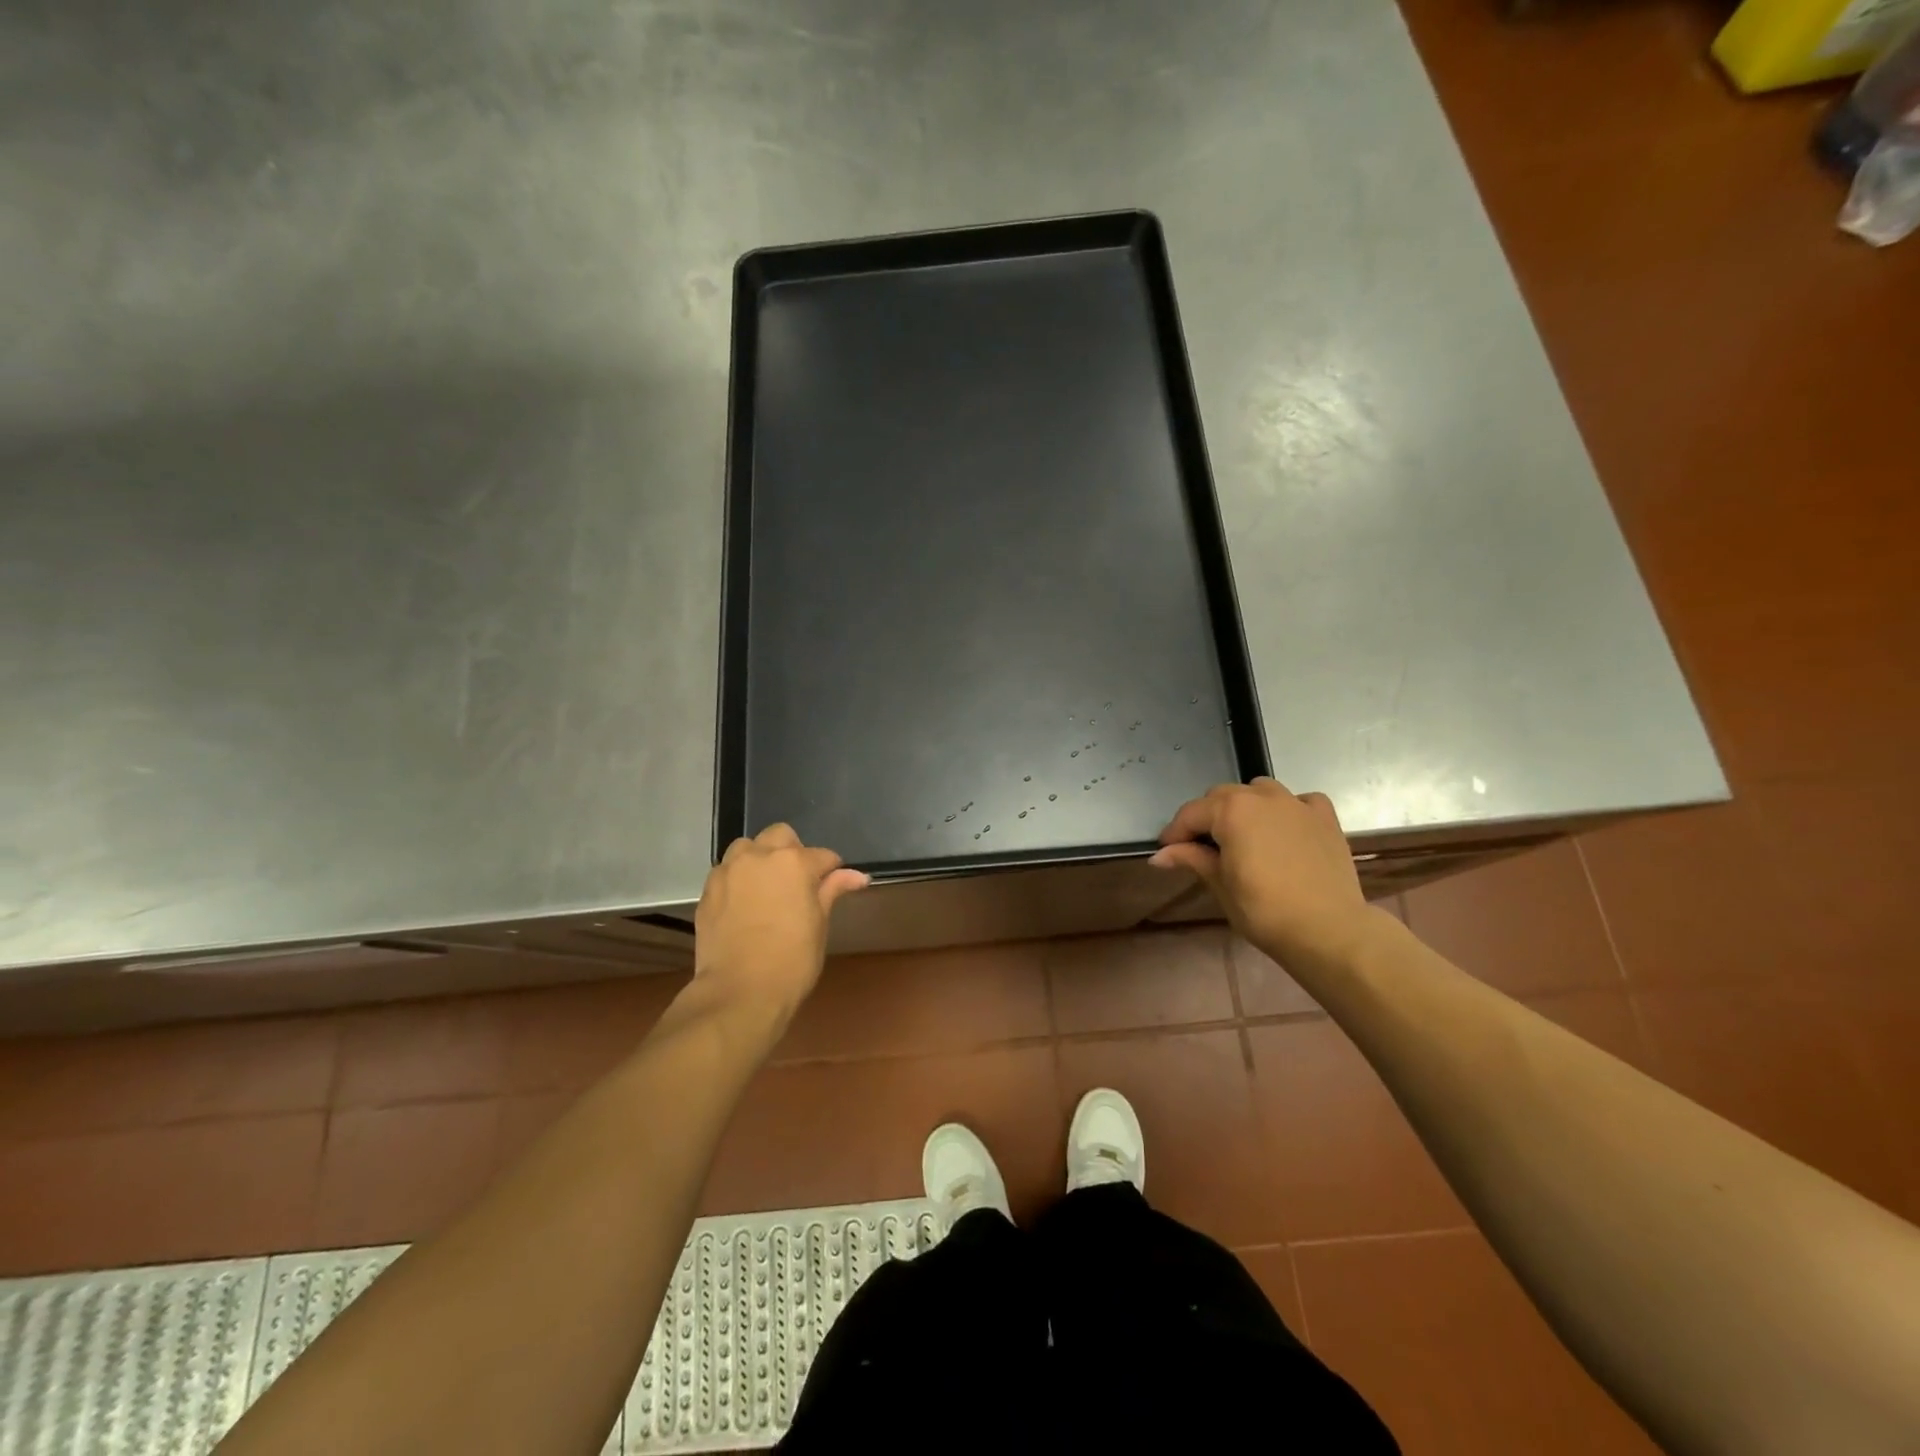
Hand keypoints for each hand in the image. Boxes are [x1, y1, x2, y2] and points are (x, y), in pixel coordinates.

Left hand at [694, 824, 869, 1024]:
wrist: (739, 992)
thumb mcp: (819, 924)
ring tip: (767, 887)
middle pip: (780, 836)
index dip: (831, 870)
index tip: (834, 885)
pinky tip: (745, 903)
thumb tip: (857, 876)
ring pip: (747, 847)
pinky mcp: (708, 890)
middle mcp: (759, 856)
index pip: (822, 856)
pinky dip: (739, 878)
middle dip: (792, 851)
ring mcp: (729, 871)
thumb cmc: (792, 960)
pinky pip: (727, 871)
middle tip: (799, 882)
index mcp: (794, 862)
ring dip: (760, 858)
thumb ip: (832, 891)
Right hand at [1152, 779, 1377, 971]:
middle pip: (1222, 797)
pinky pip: (1299, 801)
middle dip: (1207, 818)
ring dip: (1245, 807)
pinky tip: (1285, 830)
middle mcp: (1262, 796)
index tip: (1167, 852)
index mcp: (1231, 810)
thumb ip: (1192, 859)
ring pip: (1259, 791)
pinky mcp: (1324, 818)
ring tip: (1243, 835)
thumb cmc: (1264, 910)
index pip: (1191, 814)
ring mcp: (1297, 804)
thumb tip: (1159, 855)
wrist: (1328, 930)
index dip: (1175, 833)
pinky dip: (1287, 810)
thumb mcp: (1220, 885)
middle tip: (1202, 848)